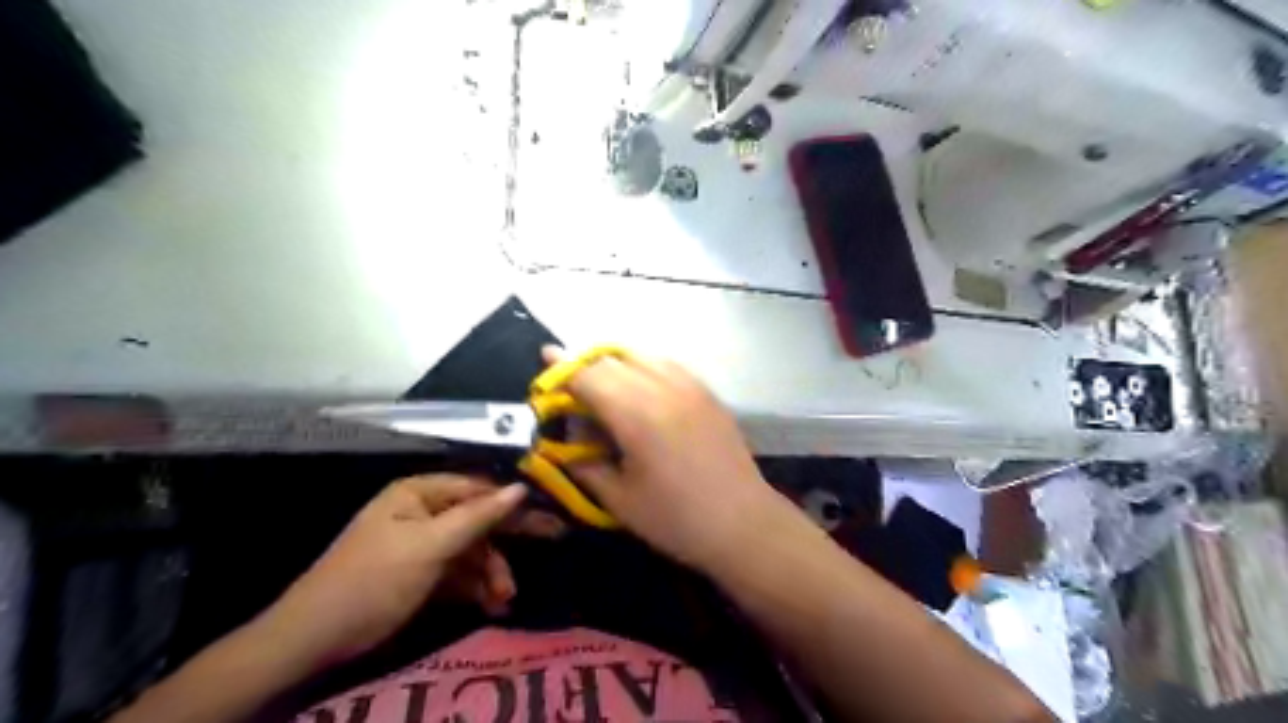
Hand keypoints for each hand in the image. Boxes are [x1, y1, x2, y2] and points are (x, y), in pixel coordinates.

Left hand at [266, 478, 560, 670]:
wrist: (315, 640)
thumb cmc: (375, 580)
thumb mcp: (431, 546)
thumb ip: (479, 516)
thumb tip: (522, 486)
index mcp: (419, 493)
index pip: (478, 487)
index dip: (512, 499)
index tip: (548, 510)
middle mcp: (422, 511)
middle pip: (478, 519)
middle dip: (505, 542)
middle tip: (553, 539)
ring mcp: (421, 544)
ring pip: (471, 550)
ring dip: (491, 572)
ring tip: (505, 599)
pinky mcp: (420, 574)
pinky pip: (458, 573)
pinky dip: (475, 588)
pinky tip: (492, 605)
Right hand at [550, 348, 806, 572]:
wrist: (742, 522)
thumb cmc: (675, 519)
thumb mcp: (618, 500)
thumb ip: (584, 464)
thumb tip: (564, 443)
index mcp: (636, 414)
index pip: (590, 375)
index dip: (563, 368)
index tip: (545, 361)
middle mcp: (663, 387)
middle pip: (614, 359)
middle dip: (586, 364)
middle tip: (571, 380)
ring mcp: (690, 386)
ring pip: (643, 355)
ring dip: (616, 361)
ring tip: (603, 381)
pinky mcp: (708, 393)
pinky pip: (668, 365)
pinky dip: (645, 366)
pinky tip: (641, 387)